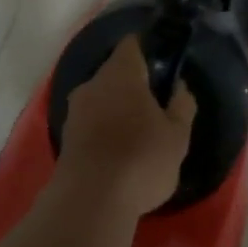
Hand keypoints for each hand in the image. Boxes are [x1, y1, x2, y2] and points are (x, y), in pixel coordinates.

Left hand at [57, 36, 196, 214]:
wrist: (90, 200)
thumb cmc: (141, 159)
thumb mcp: (177, 136)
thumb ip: (182, 106)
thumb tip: (179, 87)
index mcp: (121, 74)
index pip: (131, 45)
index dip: (147, 50)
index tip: (162, 66)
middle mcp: (92, 84)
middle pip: (114, 73)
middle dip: (133, 85)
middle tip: (156, 106)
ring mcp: (74, 110)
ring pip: (100, 98)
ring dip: (117, 109)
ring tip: (138, 133)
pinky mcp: (65, 136)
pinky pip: (90, 122)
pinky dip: (103, 129)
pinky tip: (118, 151)